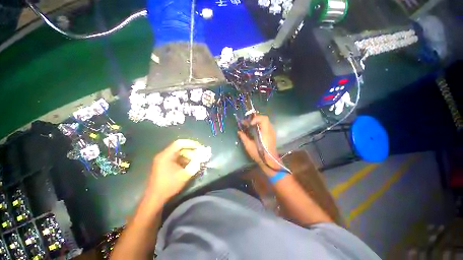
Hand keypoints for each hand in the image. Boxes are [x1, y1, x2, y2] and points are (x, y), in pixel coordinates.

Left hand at [146, 139, 202, 202]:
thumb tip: (203, 156)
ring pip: (178, 153)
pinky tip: (190, 164)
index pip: (180, 143)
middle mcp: (163, 155)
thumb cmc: (169, 185)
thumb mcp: (184, 175)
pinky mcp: (164, 165)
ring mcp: (163, 160)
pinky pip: (176, 158)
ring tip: (196, 160)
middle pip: (179, 148)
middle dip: (191, 150)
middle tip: (200, 154)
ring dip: (188, 155)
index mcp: (166, 155)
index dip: (191, 143)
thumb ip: (195, 164)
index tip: (200, 146)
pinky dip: (184, 160)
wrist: (155, 198)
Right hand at [237, 115, 281, 173]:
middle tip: (248, 123)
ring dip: (258, 122)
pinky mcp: (272, 135)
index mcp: (266, 132)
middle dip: (255, 119)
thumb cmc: (259, 154)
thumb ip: (244, 137)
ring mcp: (272, 132)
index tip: (249, 124)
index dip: (256, 118)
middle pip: (265, 118)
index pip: (264, 119)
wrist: (270, 161)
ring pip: (266, 122)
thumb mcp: (249, 146)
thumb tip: (239, 132)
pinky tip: (255, 130)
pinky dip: (260, 125)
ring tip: (250, 126)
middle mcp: (270, 130)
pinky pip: (266, 126)